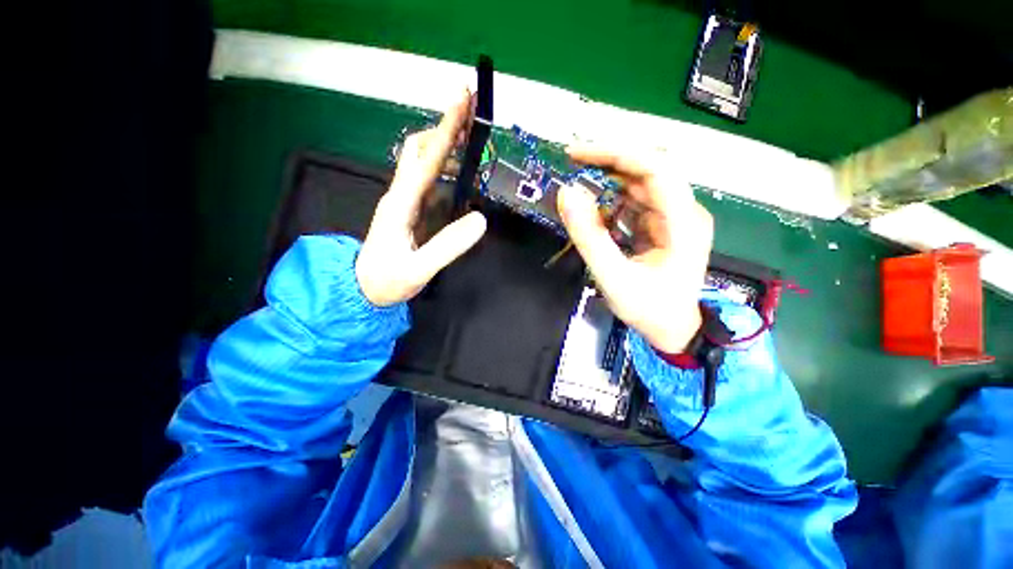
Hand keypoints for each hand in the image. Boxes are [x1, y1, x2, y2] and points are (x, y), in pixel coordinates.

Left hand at [356, 90, 486, 306]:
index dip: (446, 130)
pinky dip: (444, 167)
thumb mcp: (418, 270)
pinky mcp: (408, 209)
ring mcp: (403, 201)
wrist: (361, 290)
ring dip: (444, 145)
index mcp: (400, 204)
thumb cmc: (386, 281)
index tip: (462, 101)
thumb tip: (481, 219)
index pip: (426, 160)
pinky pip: (427, 180)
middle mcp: (400, 195)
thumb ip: (448, 246)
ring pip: (421, 161)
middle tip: (470, 117)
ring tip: (470, 143)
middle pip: (418, 148)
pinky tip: (459, 172)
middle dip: (443, 128)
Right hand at [557, 145, 712, 352]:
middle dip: (607, 162)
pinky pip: (635, 202)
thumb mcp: (613, 277)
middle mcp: (683, 210)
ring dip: (607, 181)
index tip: (577, 154)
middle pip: (647, 169)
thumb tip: (566, 193)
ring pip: (639, 183)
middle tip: (571, 162)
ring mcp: (673, 216)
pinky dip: (611, 202)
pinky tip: (594, 213)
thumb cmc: (650, 310)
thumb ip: (589, 237)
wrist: (675, 331)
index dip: (615, 153)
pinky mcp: (662, 225)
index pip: (654, 167)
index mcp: (683, 221)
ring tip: (578, 188)